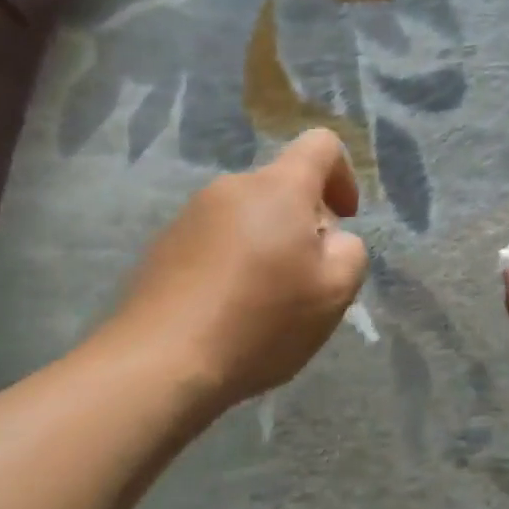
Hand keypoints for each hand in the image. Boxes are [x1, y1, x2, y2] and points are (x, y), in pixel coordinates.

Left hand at [109, 129, 368, 408]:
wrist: (158, 364)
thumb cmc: (260, 320)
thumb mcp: (335, 291)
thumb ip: (350, 250)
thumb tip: (330, 239)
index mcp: (278, 187)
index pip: (321, 144)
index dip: (343, 174)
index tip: (344, 219)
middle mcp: (232, 187)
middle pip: (282, 186)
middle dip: (304, 221)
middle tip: (307, 278)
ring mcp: (191, 214)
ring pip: (248, 215)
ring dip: (266, 243)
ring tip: (265, 301)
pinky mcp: (163, 245)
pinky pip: (215, 239)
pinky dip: (232, 262)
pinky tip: (226, 310)